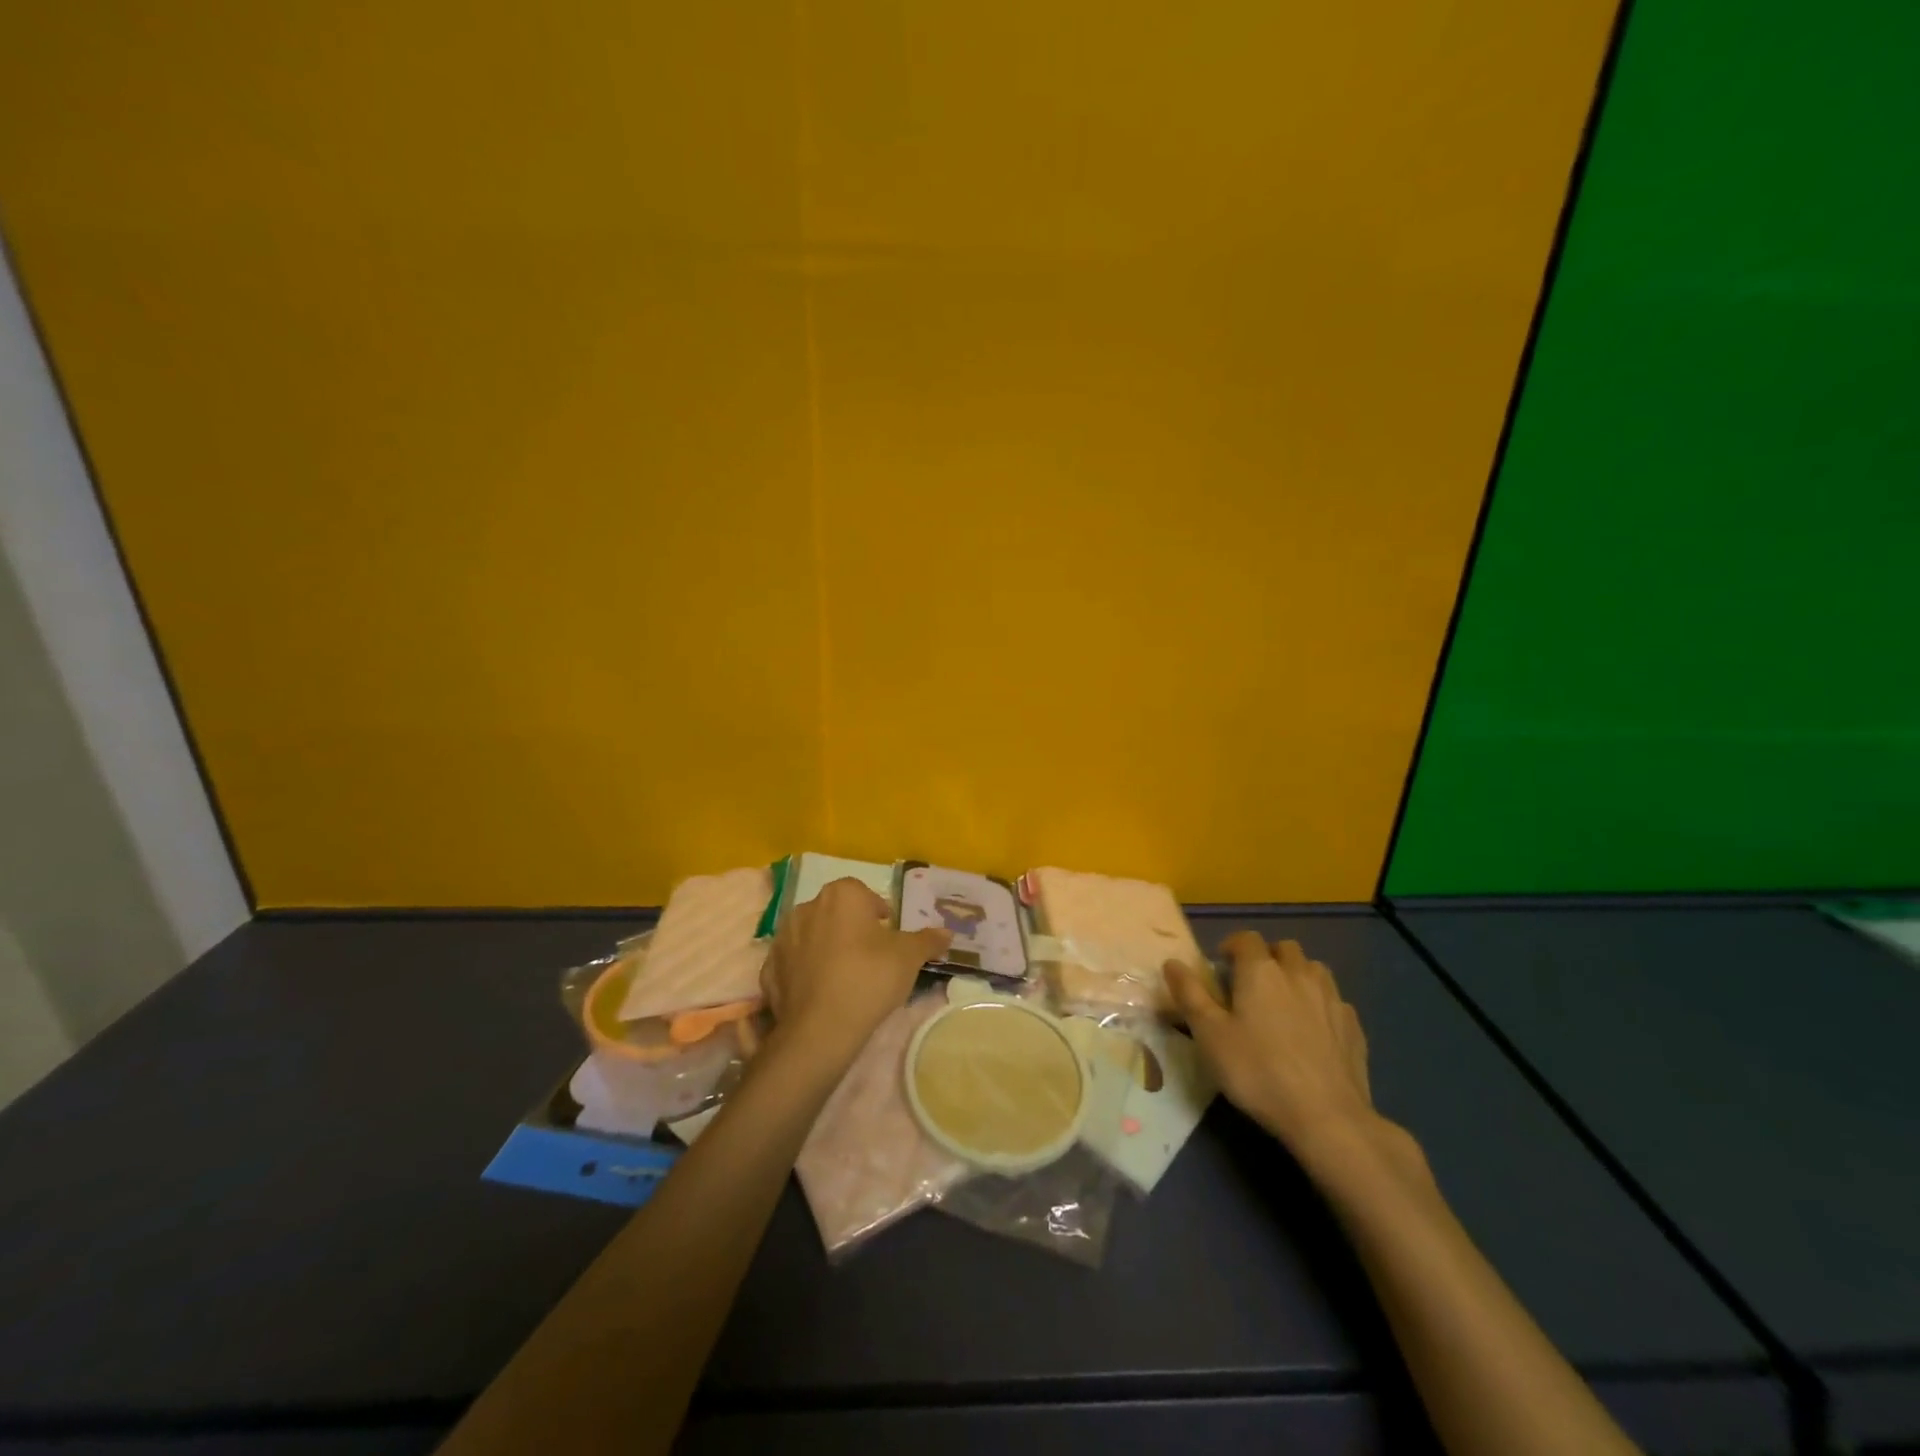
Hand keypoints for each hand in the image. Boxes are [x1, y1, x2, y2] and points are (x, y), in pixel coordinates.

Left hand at [762, 878, 949, 1069]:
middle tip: (871, 957)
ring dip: (826, 948)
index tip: (889, 937)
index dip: (878, 914)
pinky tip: (820, 993)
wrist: (820, 1028)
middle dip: (851, 928)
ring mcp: (782, 938)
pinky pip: (793, 964)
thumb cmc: (869, 978)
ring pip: (812, 936)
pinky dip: (804, 973)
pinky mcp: (768, 969)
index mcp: (841, 895)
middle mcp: (807, 907)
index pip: (863, 894)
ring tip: (845, 977)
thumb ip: (927, 940)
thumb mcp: (909, 957)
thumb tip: (947, 933)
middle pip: (836, 913)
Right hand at [1167, 933, 1380, 1165]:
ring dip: (1297, 976)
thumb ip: (1189, 994)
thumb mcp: (1209, 1034)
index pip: (1246, 938)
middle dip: (1267, 957)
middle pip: (1284, 948)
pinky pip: (1334, 1001)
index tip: (1221, 968)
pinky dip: (1320, 1005)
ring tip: (1284, 1003)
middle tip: (1251, 985)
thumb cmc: (1258, 1071)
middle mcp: (1298, 974)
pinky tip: (1314, 1031)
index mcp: (1261, 971)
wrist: (1326, 1117)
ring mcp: (1331, 998)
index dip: (1231, 946)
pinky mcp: (1353, 1026)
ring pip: (1314, 969)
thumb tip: (1172, 962)